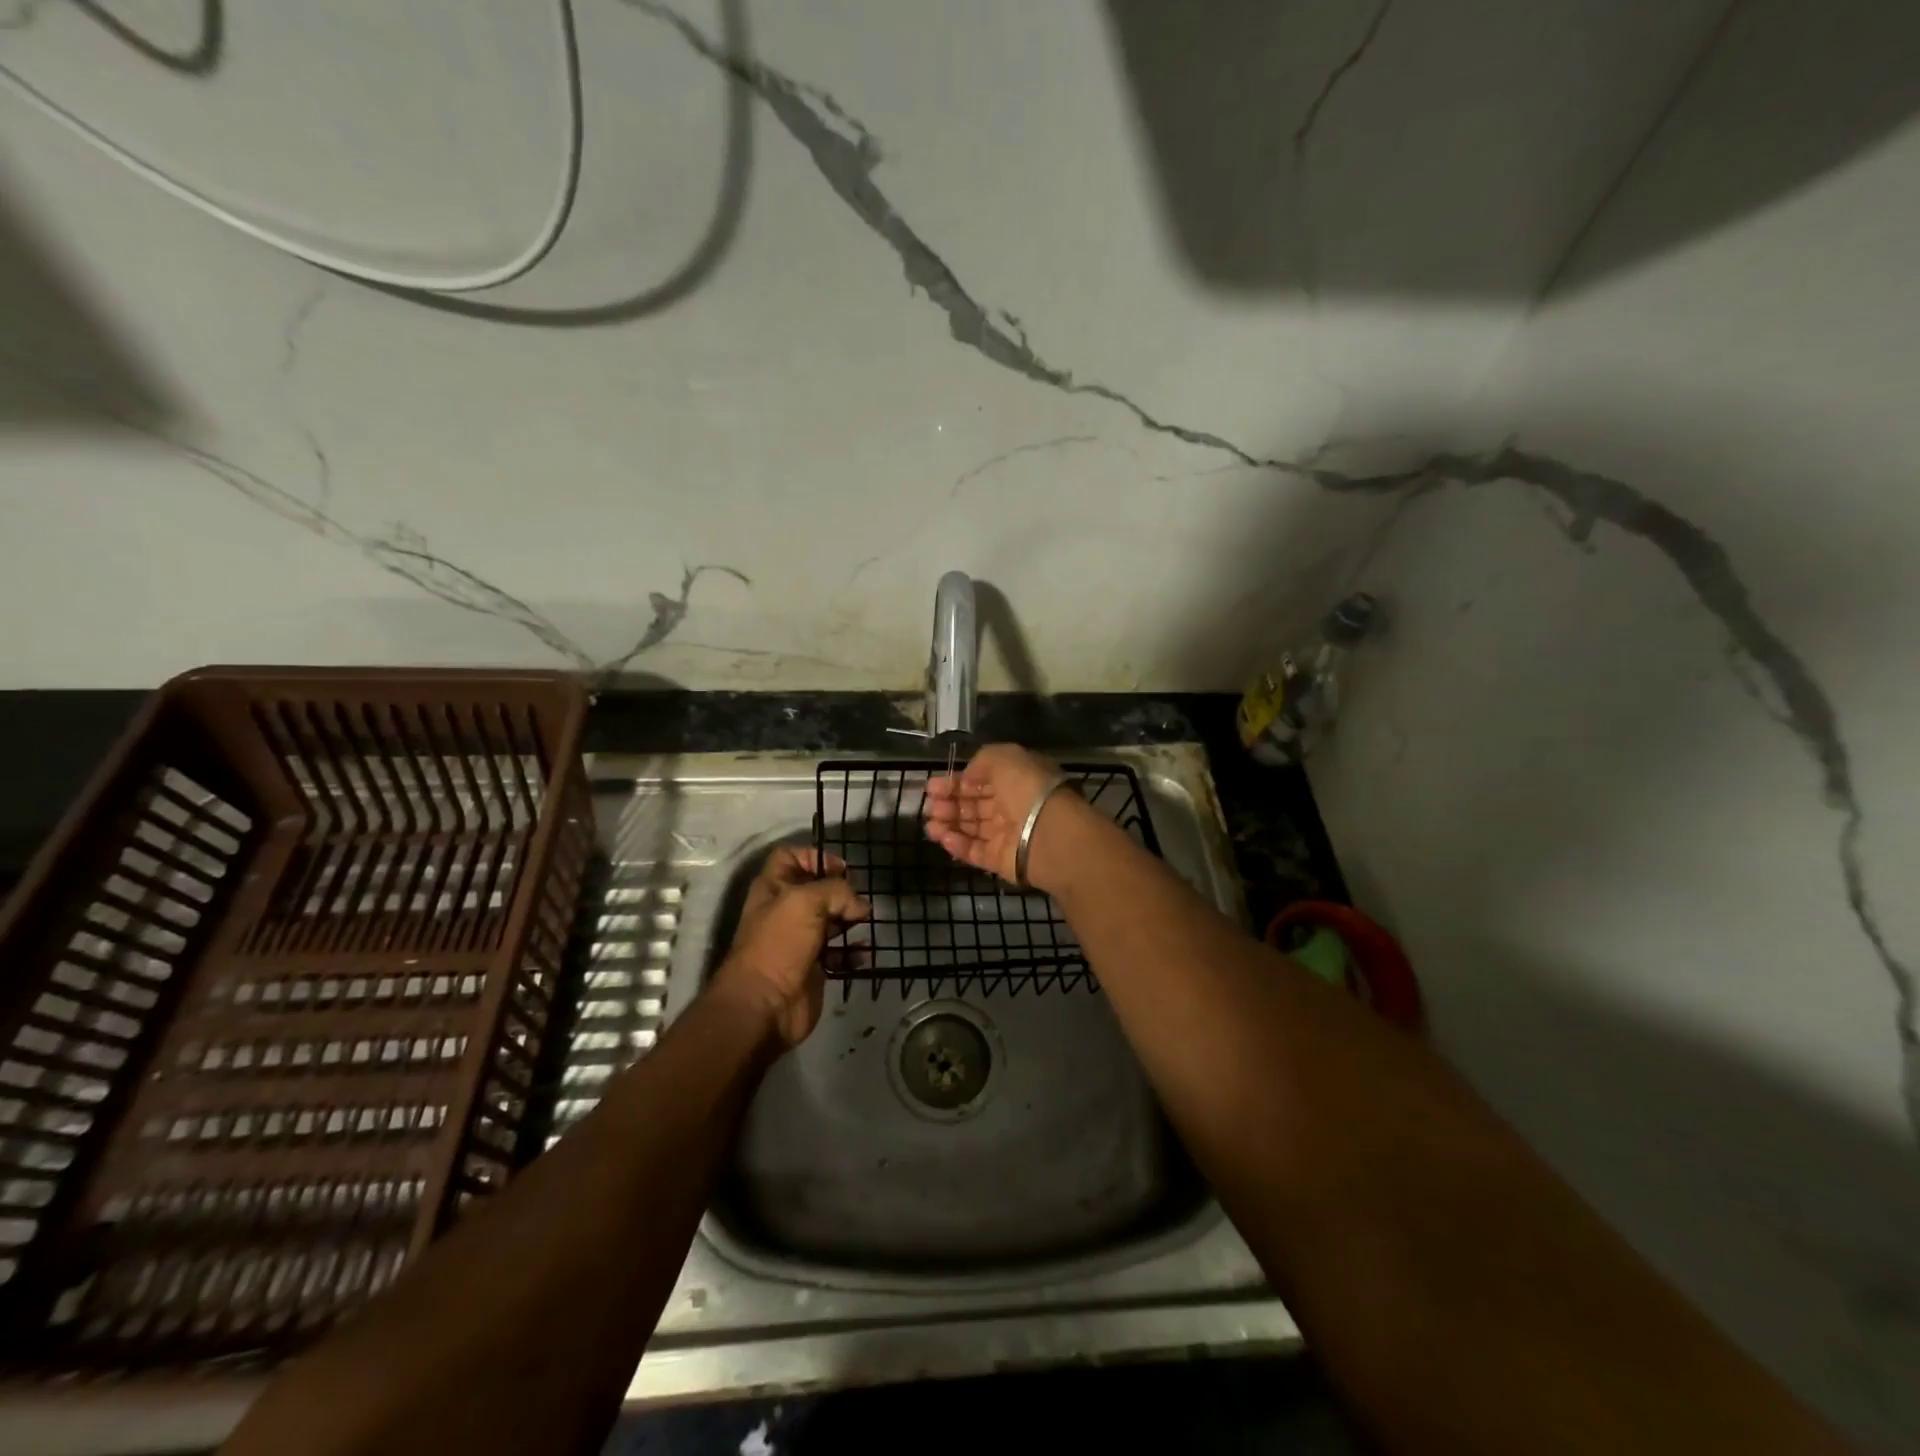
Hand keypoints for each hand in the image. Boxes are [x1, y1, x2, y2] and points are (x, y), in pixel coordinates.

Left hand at [713, 847, 868, 1047]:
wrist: (765, 1005)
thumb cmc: (780, 943)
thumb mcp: (806, 901)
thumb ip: (837, 891)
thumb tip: (860, 905)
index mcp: (773, 888)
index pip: (790, 857)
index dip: (815, 857)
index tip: (841, 869)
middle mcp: (785, 911)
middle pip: (816, 889)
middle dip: (841, 890)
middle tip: (859, 897)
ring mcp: (799, 940)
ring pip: (831, 920)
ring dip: (851, 918)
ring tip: (867, 920)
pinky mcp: (814, 967)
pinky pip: (840, 953)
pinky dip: (854, 951)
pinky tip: (865, 951)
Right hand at [922, 743, 1080, 889]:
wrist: (1050, 834)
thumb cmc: (1028, 789)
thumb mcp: (1005, 758)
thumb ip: (982, 761)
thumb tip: (967, 776)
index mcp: (1016, 780)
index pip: (981, 781)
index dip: (956, 782)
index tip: (932, 786)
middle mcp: (1012, 806)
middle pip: (974, 805)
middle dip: (949, 804)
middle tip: (930, 806)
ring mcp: (1007, 834)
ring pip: (972, 829)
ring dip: (949, 824)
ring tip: (930, 824)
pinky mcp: (1001, 860)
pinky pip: (975, 852)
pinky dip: (957, 845)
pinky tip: (942, 837)